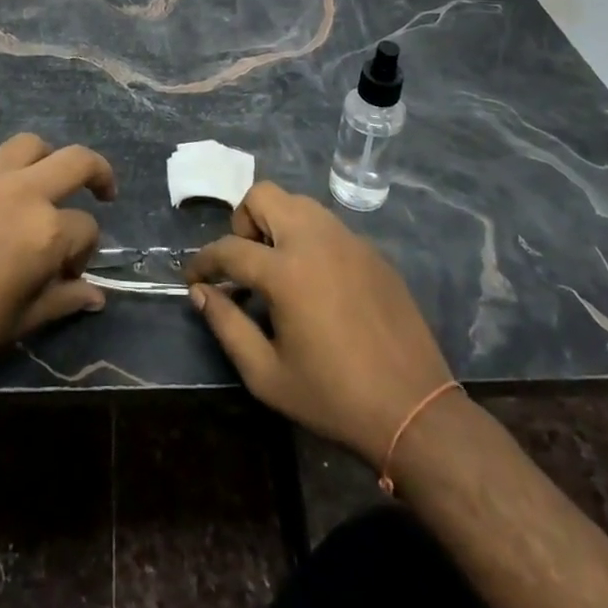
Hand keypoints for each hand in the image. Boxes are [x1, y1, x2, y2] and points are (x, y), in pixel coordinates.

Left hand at [0, 132, 115, 389]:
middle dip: (98, 172)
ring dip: (46, 160)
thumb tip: (97, 295)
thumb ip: (66, 298)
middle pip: (77, 161)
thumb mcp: (25, 319)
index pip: (87, 227)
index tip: (69, 272)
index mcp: (47, 231)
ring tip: (42, 181)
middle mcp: (23, 191)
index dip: (84, 251)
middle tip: (102, 189)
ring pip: (31, 144)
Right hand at [186, 182, 452, 468]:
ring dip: (277, 224)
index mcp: (286, 271)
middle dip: (242, 222)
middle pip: (263, 196)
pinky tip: (316, 283)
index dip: (203, 261)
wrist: (415, 411)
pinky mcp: (371, 251)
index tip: (193, 276)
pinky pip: (328, 226)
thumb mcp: (267, 375)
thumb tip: (200, 293)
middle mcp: (315, 240)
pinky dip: (309, 240)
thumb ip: (227, 326)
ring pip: (298, 203)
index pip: (229, 248)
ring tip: (278, 270)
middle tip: (245, 264)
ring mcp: (348, 240)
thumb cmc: (333, 398)